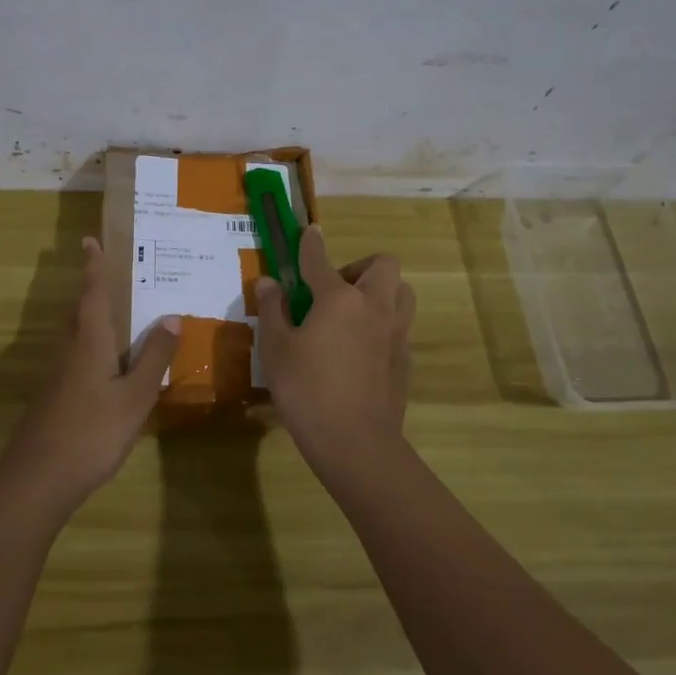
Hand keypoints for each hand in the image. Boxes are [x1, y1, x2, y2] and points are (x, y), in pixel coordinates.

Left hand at [3, 236, 180, 509]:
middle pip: (80, 311)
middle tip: (112, 275)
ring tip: (118, 316)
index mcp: (89, 341)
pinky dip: (91, 347)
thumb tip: (172, 316)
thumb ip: (154, 356)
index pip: (92, 293)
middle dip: (92, 290)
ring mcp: (56, 374)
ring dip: (91, 319)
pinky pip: (75, 357)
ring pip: (75, 335)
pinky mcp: (52, 396)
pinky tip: (107, 366)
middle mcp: (68, 349)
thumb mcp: (136, 395)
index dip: (94, 266)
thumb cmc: (92, 432)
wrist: (38, 478)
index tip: (89, 240)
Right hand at [256, 225, 415, 476]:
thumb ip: (272, 310)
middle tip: (334, 290)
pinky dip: (383, 322)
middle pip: (382, 265)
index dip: (311, 244)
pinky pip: (400, 324)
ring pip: (400, 291)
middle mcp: (374, 307)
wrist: (356, 442)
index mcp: (339, 299)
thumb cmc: (307, 391)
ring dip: (380, 290)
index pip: (320, 261)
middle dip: (359, 267)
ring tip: (353, 313)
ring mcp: (395, 332)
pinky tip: (361, 347)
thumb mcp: (276, 349)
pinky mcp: (405, 358)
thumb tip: (269, 282)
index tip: (309, 232)